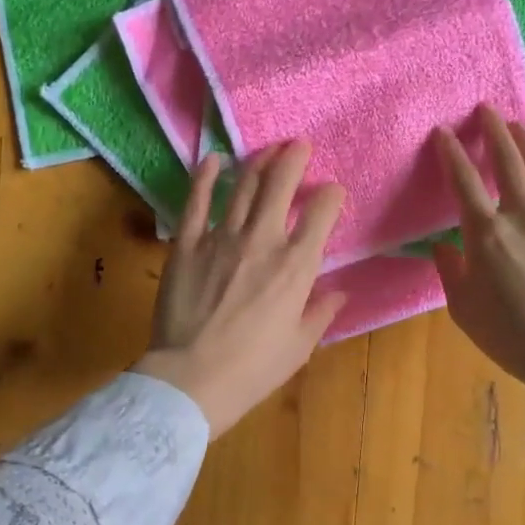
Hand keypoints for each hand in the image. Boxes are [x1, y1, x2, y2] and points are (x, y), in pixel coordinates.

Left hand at [134, 142, 346, 437]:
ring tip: (267, 150)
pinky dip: (205, 176)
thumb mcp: (299, 346)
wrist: (193, 378)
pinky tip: (212, 160)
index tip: (332, 192)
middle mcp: (263, 241)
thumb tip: (338, 293)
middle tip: (299, 146)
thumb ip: (320, 313)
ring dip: (258, 161)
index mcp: (297, 266)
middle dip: (294, 158)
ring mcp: (221, 238)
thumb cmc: (253, 368)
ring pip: (243, 185)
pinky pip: (197, 201)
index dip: (331, 195)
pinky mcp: (186, 244)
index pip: (322, 213)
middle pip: (281, 184)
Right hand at [435, 105, 524, 471]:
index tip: (443, 132)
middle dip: (496, 133)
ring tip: (521, 127)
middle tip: (488, 110)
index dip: (452, 154)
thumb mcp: (463, 308)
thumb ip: (451, 272)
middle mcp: (524, 217)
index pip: (465, 182)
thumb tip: (442, 249)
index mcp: (487, 233)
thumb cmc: (509, 333)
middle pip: (510, 164)